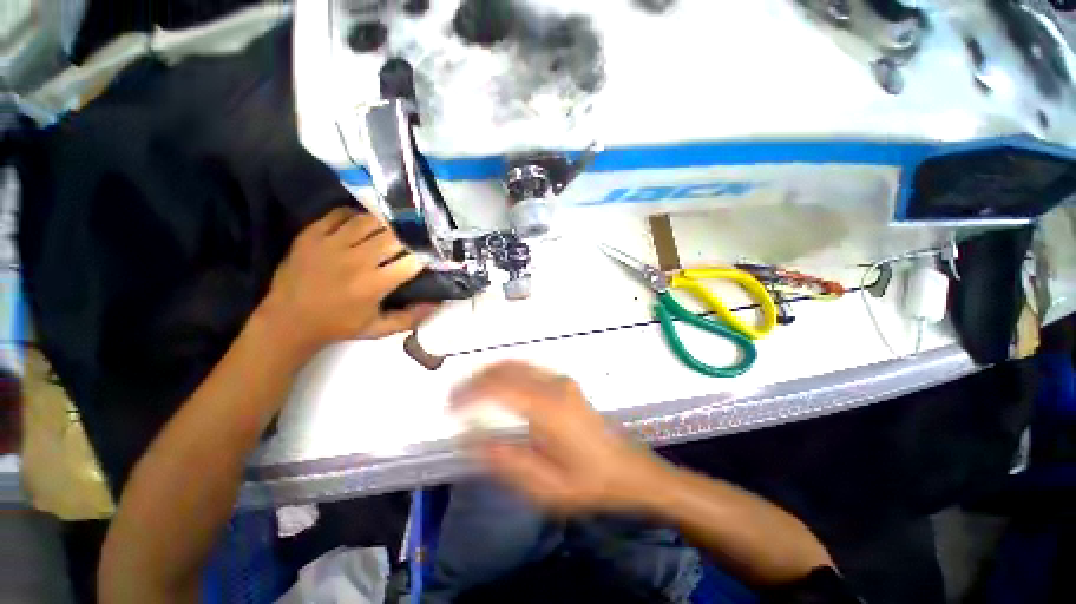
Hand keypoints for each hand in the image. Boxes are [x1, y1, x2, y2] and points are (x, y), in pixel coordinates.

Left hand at [259, 208, 436, 356]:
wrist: (288, 321)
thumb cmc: (339, 326)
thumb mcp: (379, 329)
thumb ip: (411, 318)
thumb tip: (437, 303)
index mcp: (373, 285)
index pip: (411, 262)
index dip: (425, 257)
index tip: (430, 256)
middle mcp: (355, 261)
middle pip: (393, 237)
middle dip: (409, 237)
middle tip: (414, 238)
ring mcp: (331, 244)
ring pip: (368, 221)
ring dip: (385, 223)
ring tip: (392, 227)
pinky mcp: (311, 235)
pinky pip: (339, 214)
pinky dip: (355, 214)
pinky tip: (362, 222)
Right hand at [451, 361, 667, 513]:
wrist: (627, 469)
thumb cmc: (588, 483)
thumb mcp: (544, 487)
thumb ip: (505, 461)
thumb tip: (469, 439)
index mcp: (547, 409)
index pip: (498, 387)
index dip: (469, 392)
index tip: (450, 407)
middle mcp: (553, 386)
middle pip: (505, 369)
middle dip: (475, 380)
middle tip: (455, 399)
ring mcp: (560, 380)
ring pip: (516, 364)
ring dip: (489, 373)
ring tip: (470, 392)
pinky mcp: (564, 382)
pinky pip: (527, 368)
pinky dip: (506, 372)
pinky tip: (497, 387)